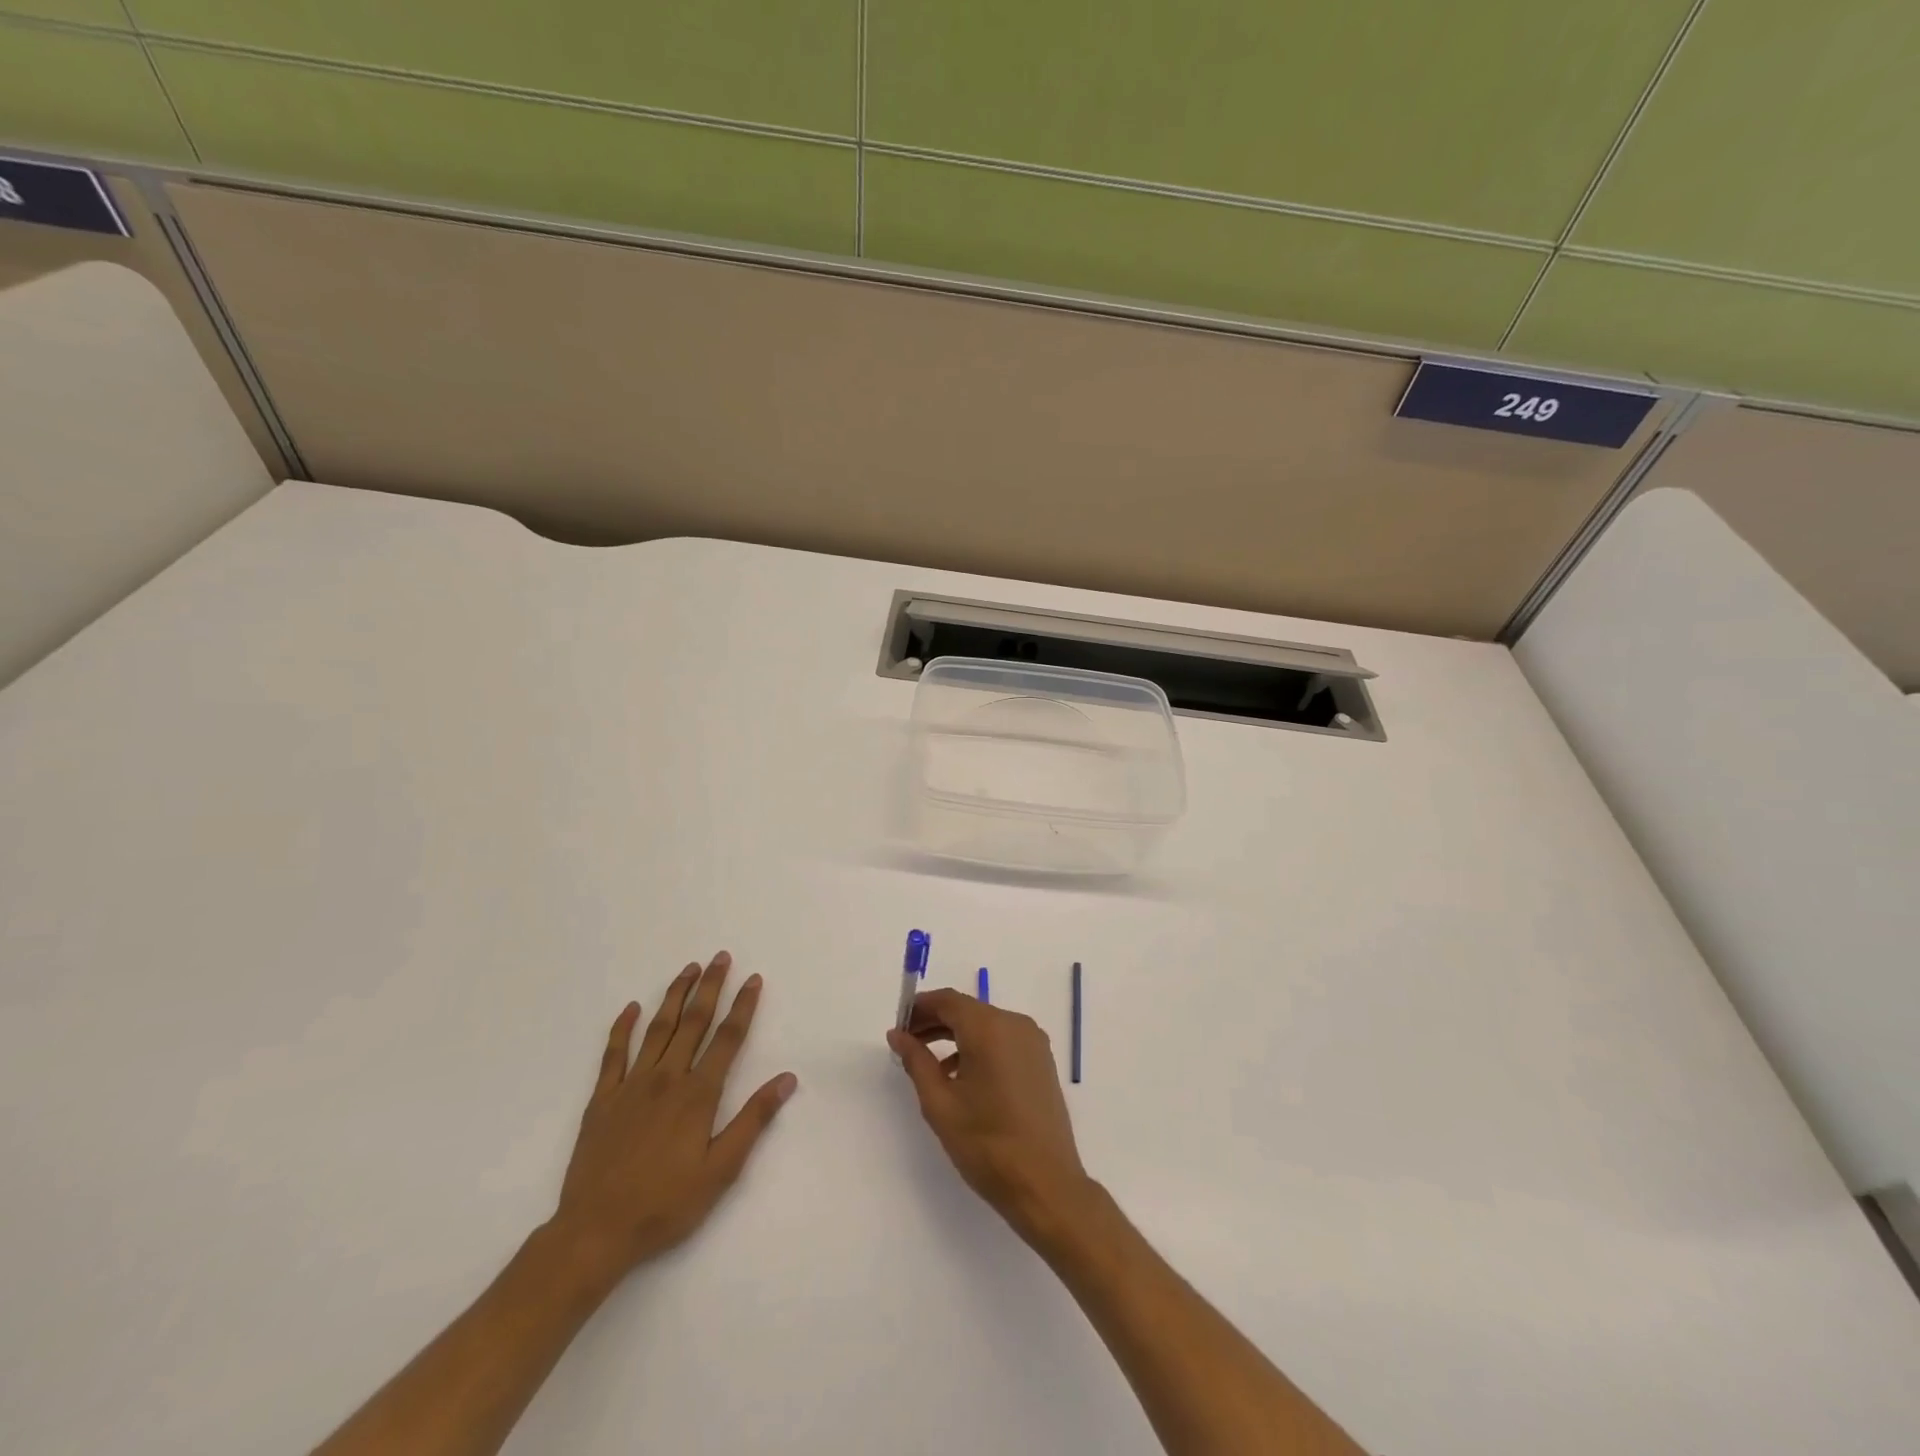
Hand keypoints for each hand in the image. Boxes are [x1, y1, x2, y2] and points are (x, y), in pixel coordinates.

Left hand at [549, 952, 796, 1288]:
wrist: (595, 1232)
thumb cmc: (665, 1204)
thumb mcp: (721, 1170)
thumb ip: (754, 1120)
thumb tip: (787, 1078)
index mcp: (698, 1094)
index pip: (728, 1038)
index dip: (743, 1006)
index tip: (754, 979)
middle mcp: (667, 1078)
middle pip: (694, 1022)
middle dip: (710, 986)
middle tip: (721, 957)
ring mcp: (631, 1085)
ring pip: (658, 1028)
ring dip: (675, 995)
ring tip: (688, 969)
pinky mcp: (602, 1099)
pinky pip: (613, 1054)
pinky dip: (622, 1027)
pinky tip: (631, 1007)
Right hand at [886, 988, 1091, 1239]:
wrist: (1046, 1185)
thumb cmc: (987, 1144)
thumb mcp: (940, 1103)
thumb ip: (916, 1061)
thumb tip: (898, 1034)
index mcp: (990, 1028)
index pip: (948, 1000)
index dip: (919, 1007)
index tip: (898, 1024)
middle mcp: (1015, 1024)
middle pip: (968, 1010)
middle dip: (935, 1021)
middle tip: (906, 1042)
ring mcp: (1033, 1042)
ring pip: (986, 1025)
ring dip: (956, 1035)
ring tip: (928, 1062)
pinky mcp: (1042, 1061)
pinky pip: (1003, 1040)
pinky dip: (978, 1047)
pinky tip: (960, 1076)